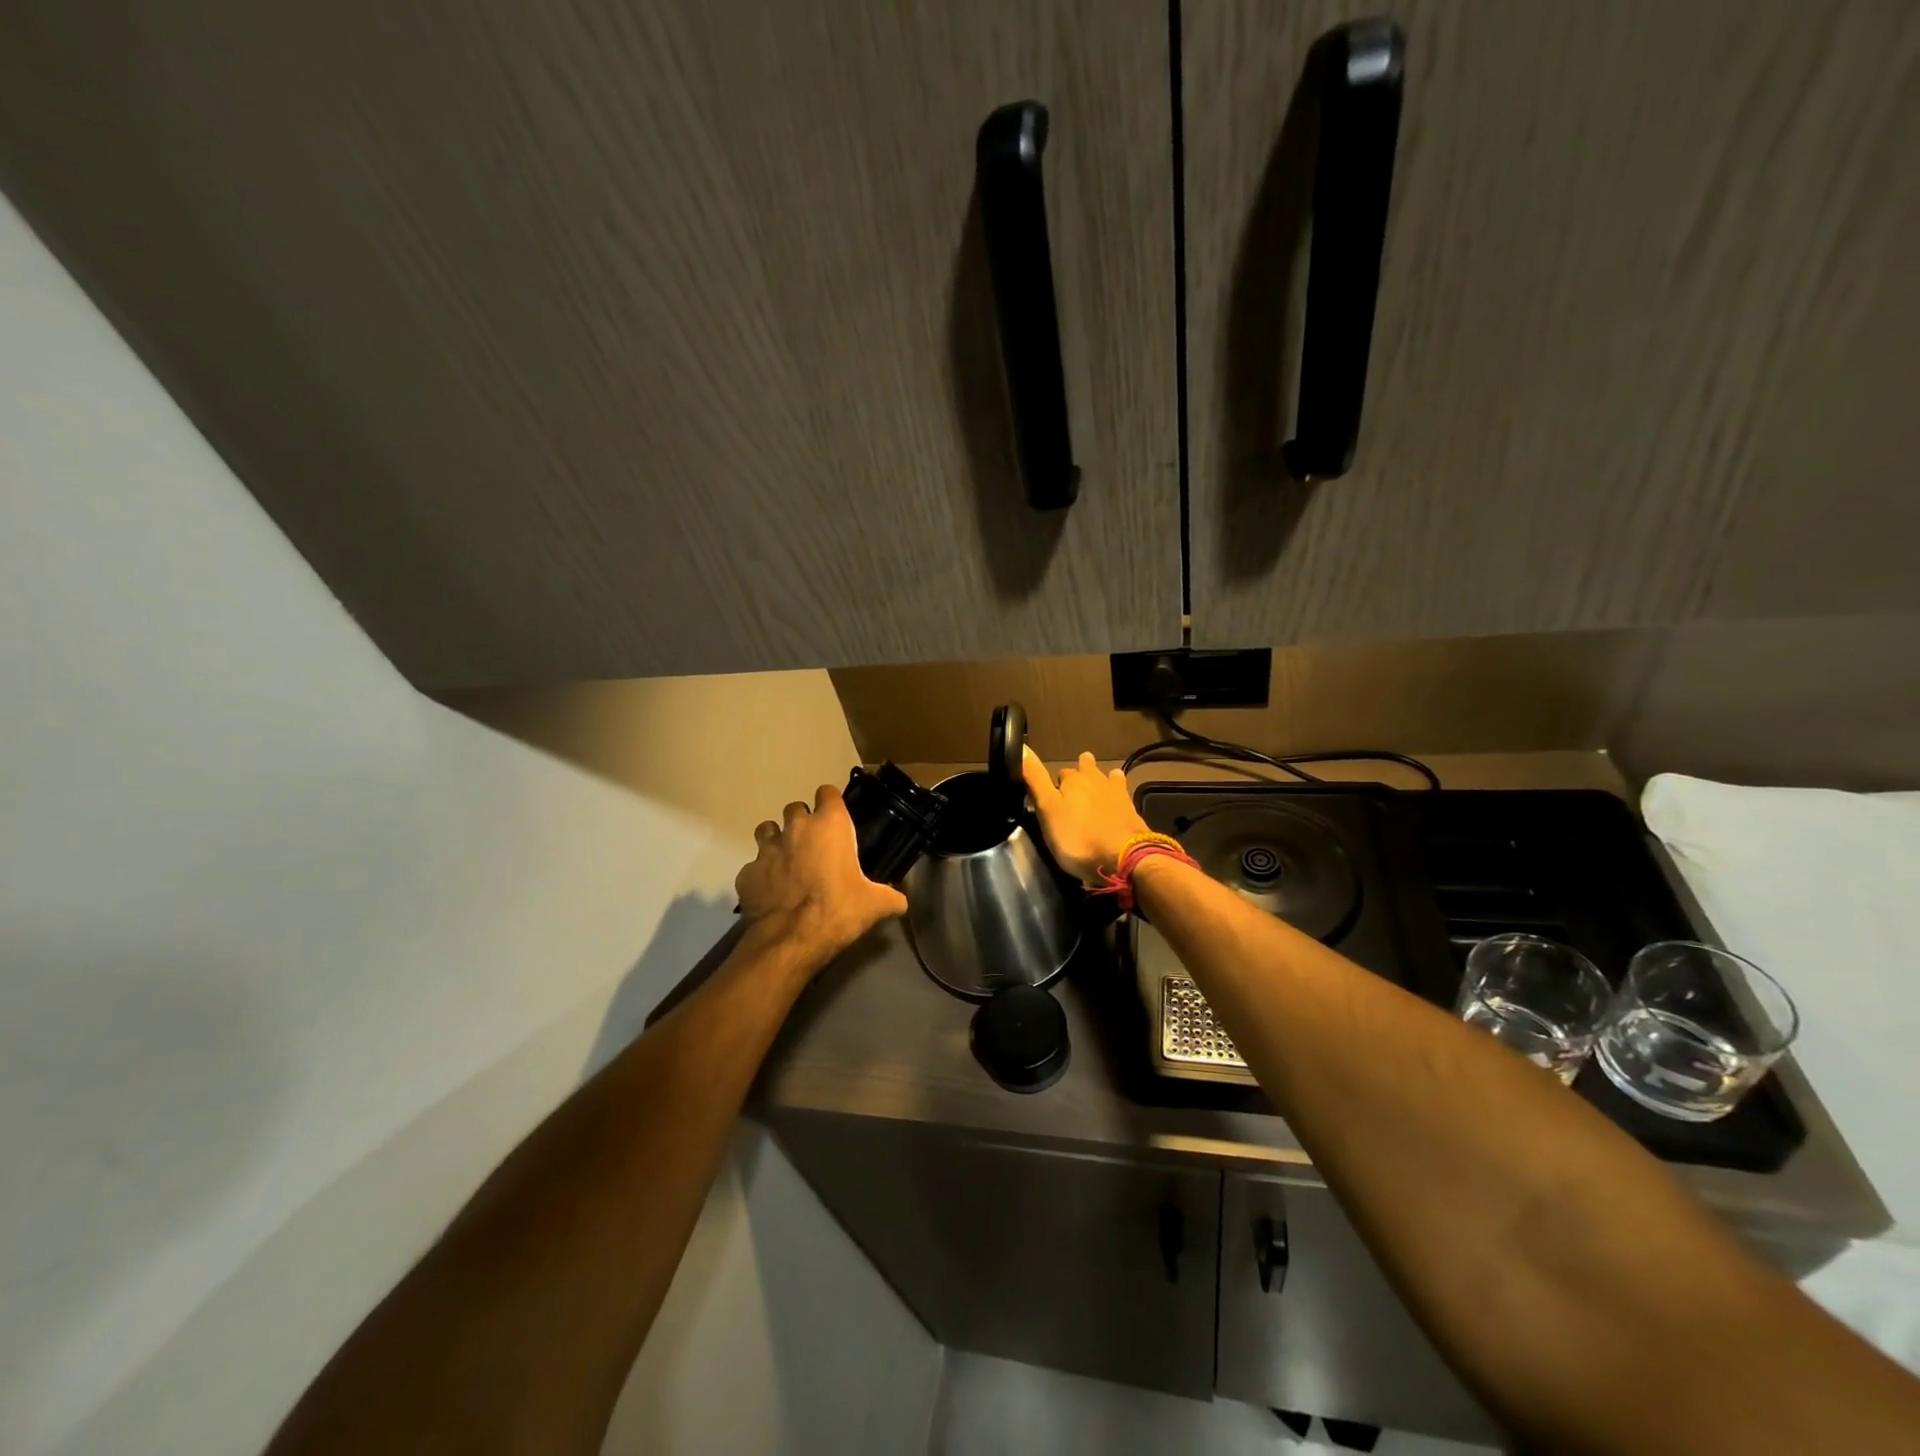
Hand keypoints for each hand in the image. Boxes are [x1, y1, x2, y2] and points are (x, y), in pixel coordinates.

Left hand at [736, 783, 908, 960]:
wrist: (791, 940)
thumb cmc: (838, 910)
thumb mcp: (875, 905)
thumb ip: (891, 897)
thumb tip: (901, 901)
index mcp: (830, 825)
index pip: (827, 793)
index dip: (831, 803)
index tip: (836, 818)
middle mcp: (796, 828)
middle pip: (795, 808)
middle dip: (802, 822)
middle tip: (813, 845)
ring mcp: (767, 850)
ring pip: (767, 830)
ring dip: (776, 840)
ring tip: (787, 861)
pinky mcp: (746, 873)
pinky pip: (753, 866)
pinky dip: (761, 875)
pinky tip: (771, 892)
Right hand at [1021, 747, 1150, 884]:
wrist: (1124, 857)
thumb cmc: (1078, 836)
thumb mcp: (1047, 809)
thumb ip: (1035, 779)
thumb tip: (1023, 746)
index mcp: (1073, 779)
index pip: (1060, 772)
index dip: (1056, 782)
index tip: (1052, 794)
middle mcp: (1096, 779)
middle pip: (1087, 768)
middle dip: (1081, 772)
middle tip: (1075, 785)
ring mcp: (1118, 793)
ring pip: (1109, 777)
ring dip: (1103, 779)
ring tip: (1098, 787)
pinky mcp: (1133, 810)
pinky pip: (1124, 796)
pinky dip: (1119, 797)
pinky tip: (1118, 804)